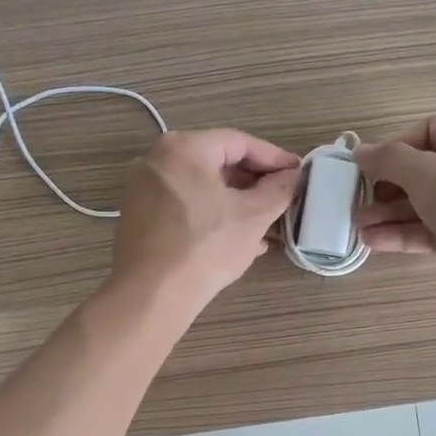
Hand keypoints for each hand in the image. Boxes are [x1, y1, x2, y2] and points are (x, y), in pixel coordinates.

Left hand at [112, 129, 301, 307]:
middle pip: (217, 162)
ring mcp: (143, 188)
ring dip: (236, 202)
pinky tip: (236, 239)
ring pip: (201, 187)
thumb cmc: (206, 246)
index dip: (274, 157)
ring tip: (266, 223)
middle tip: (282, 198)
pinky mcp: (139, 217)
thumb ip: (278, 189)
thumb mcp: (253, 216)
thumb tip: (292, 176)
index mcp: (184, 148)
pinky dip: (212, 215)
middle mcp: (157, 159)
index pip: (239, 142)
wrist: (152, 294)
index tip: (297, 173)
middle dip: (254, 182)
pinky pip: (184, 205)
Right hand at [355, 116, 435, 301]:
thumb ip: (388, 159)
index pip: (430, 130)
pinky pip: (435, 229)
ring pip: (428, 204)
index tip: (368, 167)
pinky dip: (407, 234)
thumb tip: (359, 151)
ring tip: (359, 227)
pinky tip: (375, 242)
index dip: (395, 147)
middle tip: (358, 201)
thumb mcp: (426, 173)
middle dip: (388, 188)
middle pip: (425, 171)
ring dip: (392, 214)